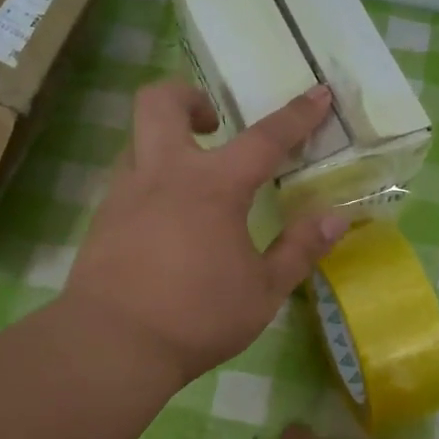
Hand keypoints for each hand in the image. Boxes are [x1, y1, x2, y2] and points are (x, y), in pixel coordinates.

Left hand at [62, 80, 347, 383]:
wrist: (111, 345)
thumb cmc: (196, 316)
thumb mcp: (263, 291)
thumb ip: (300, 249)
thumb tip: (336, 218)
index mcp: (214, 186)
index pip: (264, 139)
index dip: (297, 115)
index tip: (319, 93)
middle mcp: (164, 174)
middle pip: (160, 101)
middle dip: (189, 96)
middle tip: (213, 122)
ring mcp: (125, 193)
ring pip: (138, 138)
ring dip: (167, 141)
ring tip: (193, 181)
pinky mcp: (102, 219)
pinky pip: (128, 179)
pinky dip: (151, 183)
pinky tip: (166, 223)